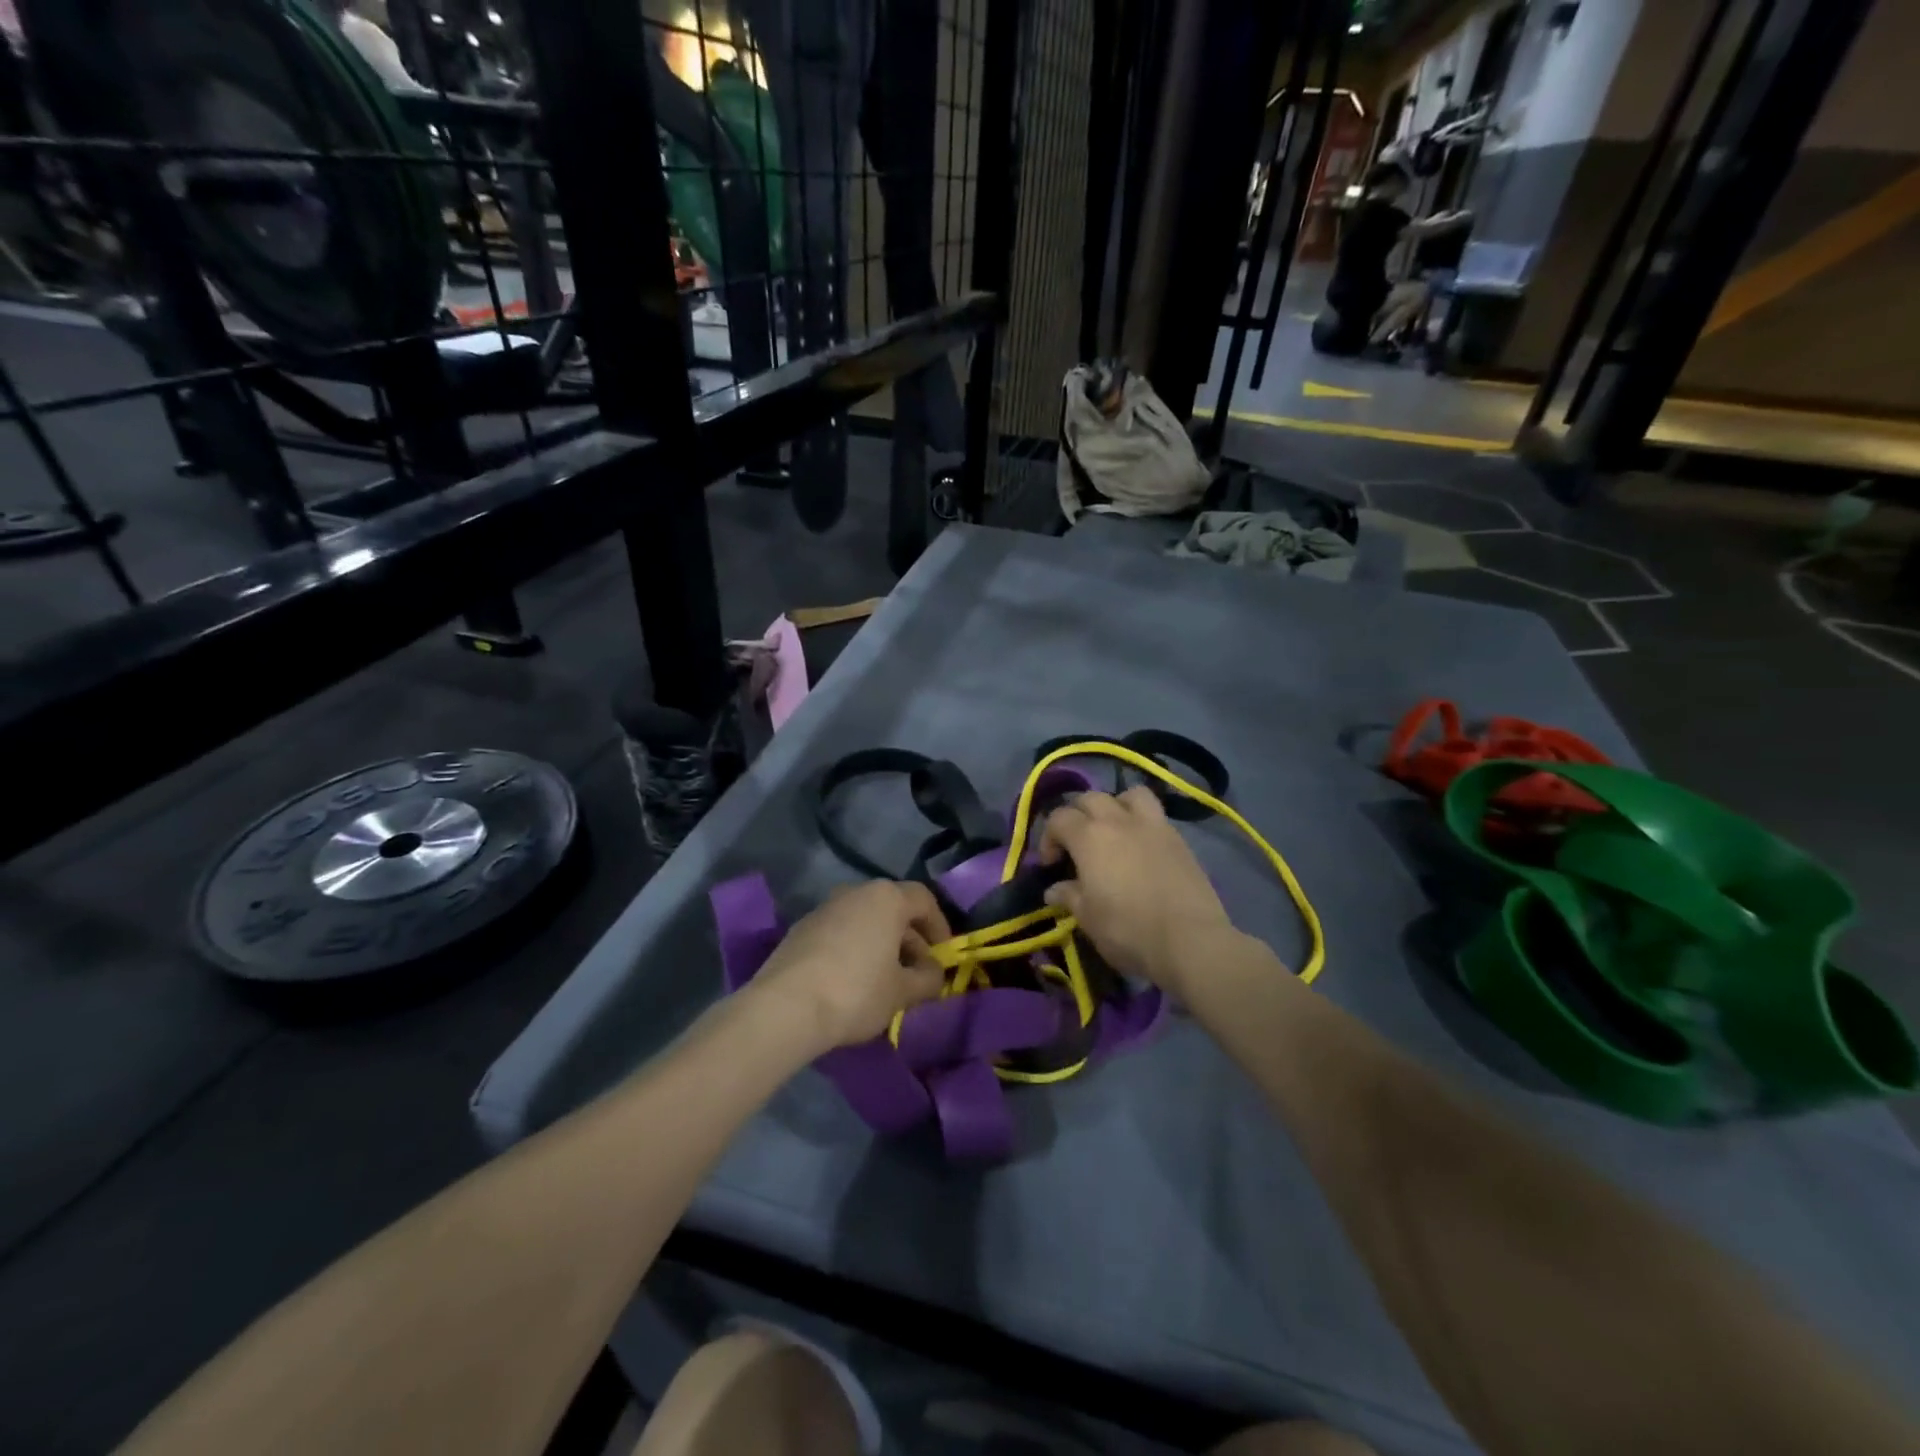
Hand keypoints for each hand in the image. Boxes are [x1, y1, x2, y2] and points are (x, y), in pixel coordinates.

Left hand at [751, 881, 950, 1049]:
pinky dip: (854, 949)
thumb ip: (928, 979)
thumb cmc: (857, 991)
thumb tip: (935, 973)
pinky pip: (840, 933)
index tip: (944, 956)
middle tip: (918, 974)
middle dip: (911, 940)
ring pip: (865, 921)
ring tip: (887, 981)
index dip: (940, 927)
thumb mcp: (903, 992)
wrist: (786, 1007)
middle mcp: (855, 892)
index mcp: (886, 898)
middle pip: (893, 909)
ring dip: (881, 945)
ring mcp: (824, 908)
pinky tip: (853, 982)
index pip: (924, 900)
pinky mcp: (801, 929)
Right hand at [1039, 787, 1234, 994]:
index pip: (1059, 818)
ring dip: (1115, 805)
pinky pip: (1155, 814)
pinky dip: (1142, 821)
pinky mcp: (1179, 838)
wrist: (1190, 940)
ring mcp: (1153, 825)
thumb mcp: (1088, 918)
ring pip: (1129, 794)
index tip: (1051, 865)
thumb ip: (1069, 896)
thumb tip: (1054, 889)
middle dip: (1077, 816)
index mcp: (1089, 836)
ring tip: (1114, 830)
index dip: (1049, 838)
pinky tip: (1141, 847)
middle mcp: (1119, 820)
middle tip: (1076, 845)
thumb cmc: (1128, 930)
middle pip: (1091, 798)